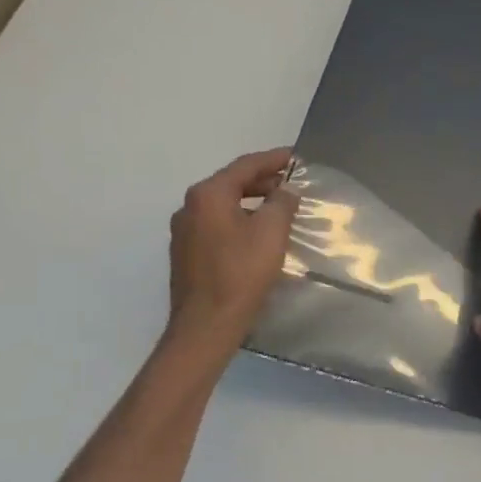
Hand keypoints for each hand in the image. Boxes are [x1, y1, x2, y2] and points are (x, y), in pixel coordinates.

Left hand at [167, 147, 298, 339]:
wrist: (206, 324)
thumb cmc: (241, 273)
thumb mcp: (272, 232)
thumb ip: (282, 203)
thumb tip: (285, 191)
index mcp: (208, 195)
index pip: (245, 166)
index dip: (274, 159)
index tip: (296, 157)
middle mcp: (190, 207)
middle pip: (231, 183)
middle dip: (262, 180)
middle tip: (291, 183)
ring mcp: (184, 231)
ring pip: (223, 205)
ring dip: (251, 201)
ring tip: (279, 207)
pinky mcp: (186, 253)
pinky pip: (217, 224)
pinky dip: (239, 219)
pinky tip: (257, 233)